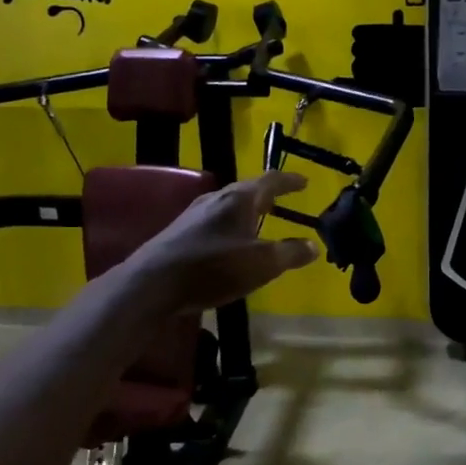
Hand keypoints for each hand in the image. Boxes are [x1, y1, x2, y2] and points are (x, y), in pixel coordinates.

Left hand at [125, 171, 317, 312]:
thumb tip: (313, 245)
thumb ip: (290, 253)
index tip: (305, 181)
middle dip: (267, 196)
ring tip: (259, 221)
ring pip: (228, 206)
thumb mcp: (261, 263)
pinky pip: (214, 222)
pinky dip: (231, 227)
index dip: (289, 181)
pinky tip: (230, 243)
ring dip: (247, 212)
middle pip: (247, 191)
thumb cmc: (213, 267)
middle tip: (282, 201)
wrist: (152, 284)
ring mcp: (194, 215)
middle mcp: (216, 198)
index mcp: (239, 198)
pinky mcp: (179, 233)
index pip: (270, 180)